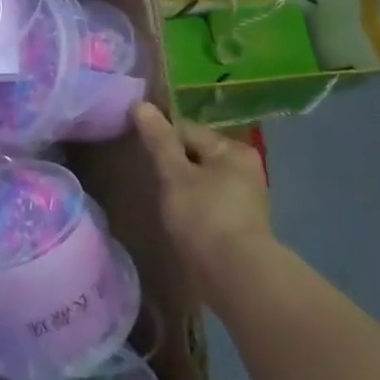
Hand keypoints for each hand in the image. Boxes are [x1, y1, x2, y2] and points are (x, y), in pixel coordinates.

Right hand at [134, 103, 279, 309]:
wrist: (235, 274)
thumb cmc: (203, 216)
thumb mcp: (174, 174)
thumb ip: (159, 140)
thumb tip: (141, 104)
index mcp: (232, 150)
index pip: (187, 130)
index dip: (160, 136)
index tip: (136, 147)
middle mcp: (244, 168)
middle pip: (196, 155)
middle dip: (171, 162)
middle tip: (145, 175)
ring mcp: (244, 198)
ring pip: (201, 180)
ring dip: (180, 185)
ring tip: (157, 196)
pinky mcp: (239, 224)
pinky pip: (207, 203)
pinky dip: (191, 205)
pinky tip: (176, 216)